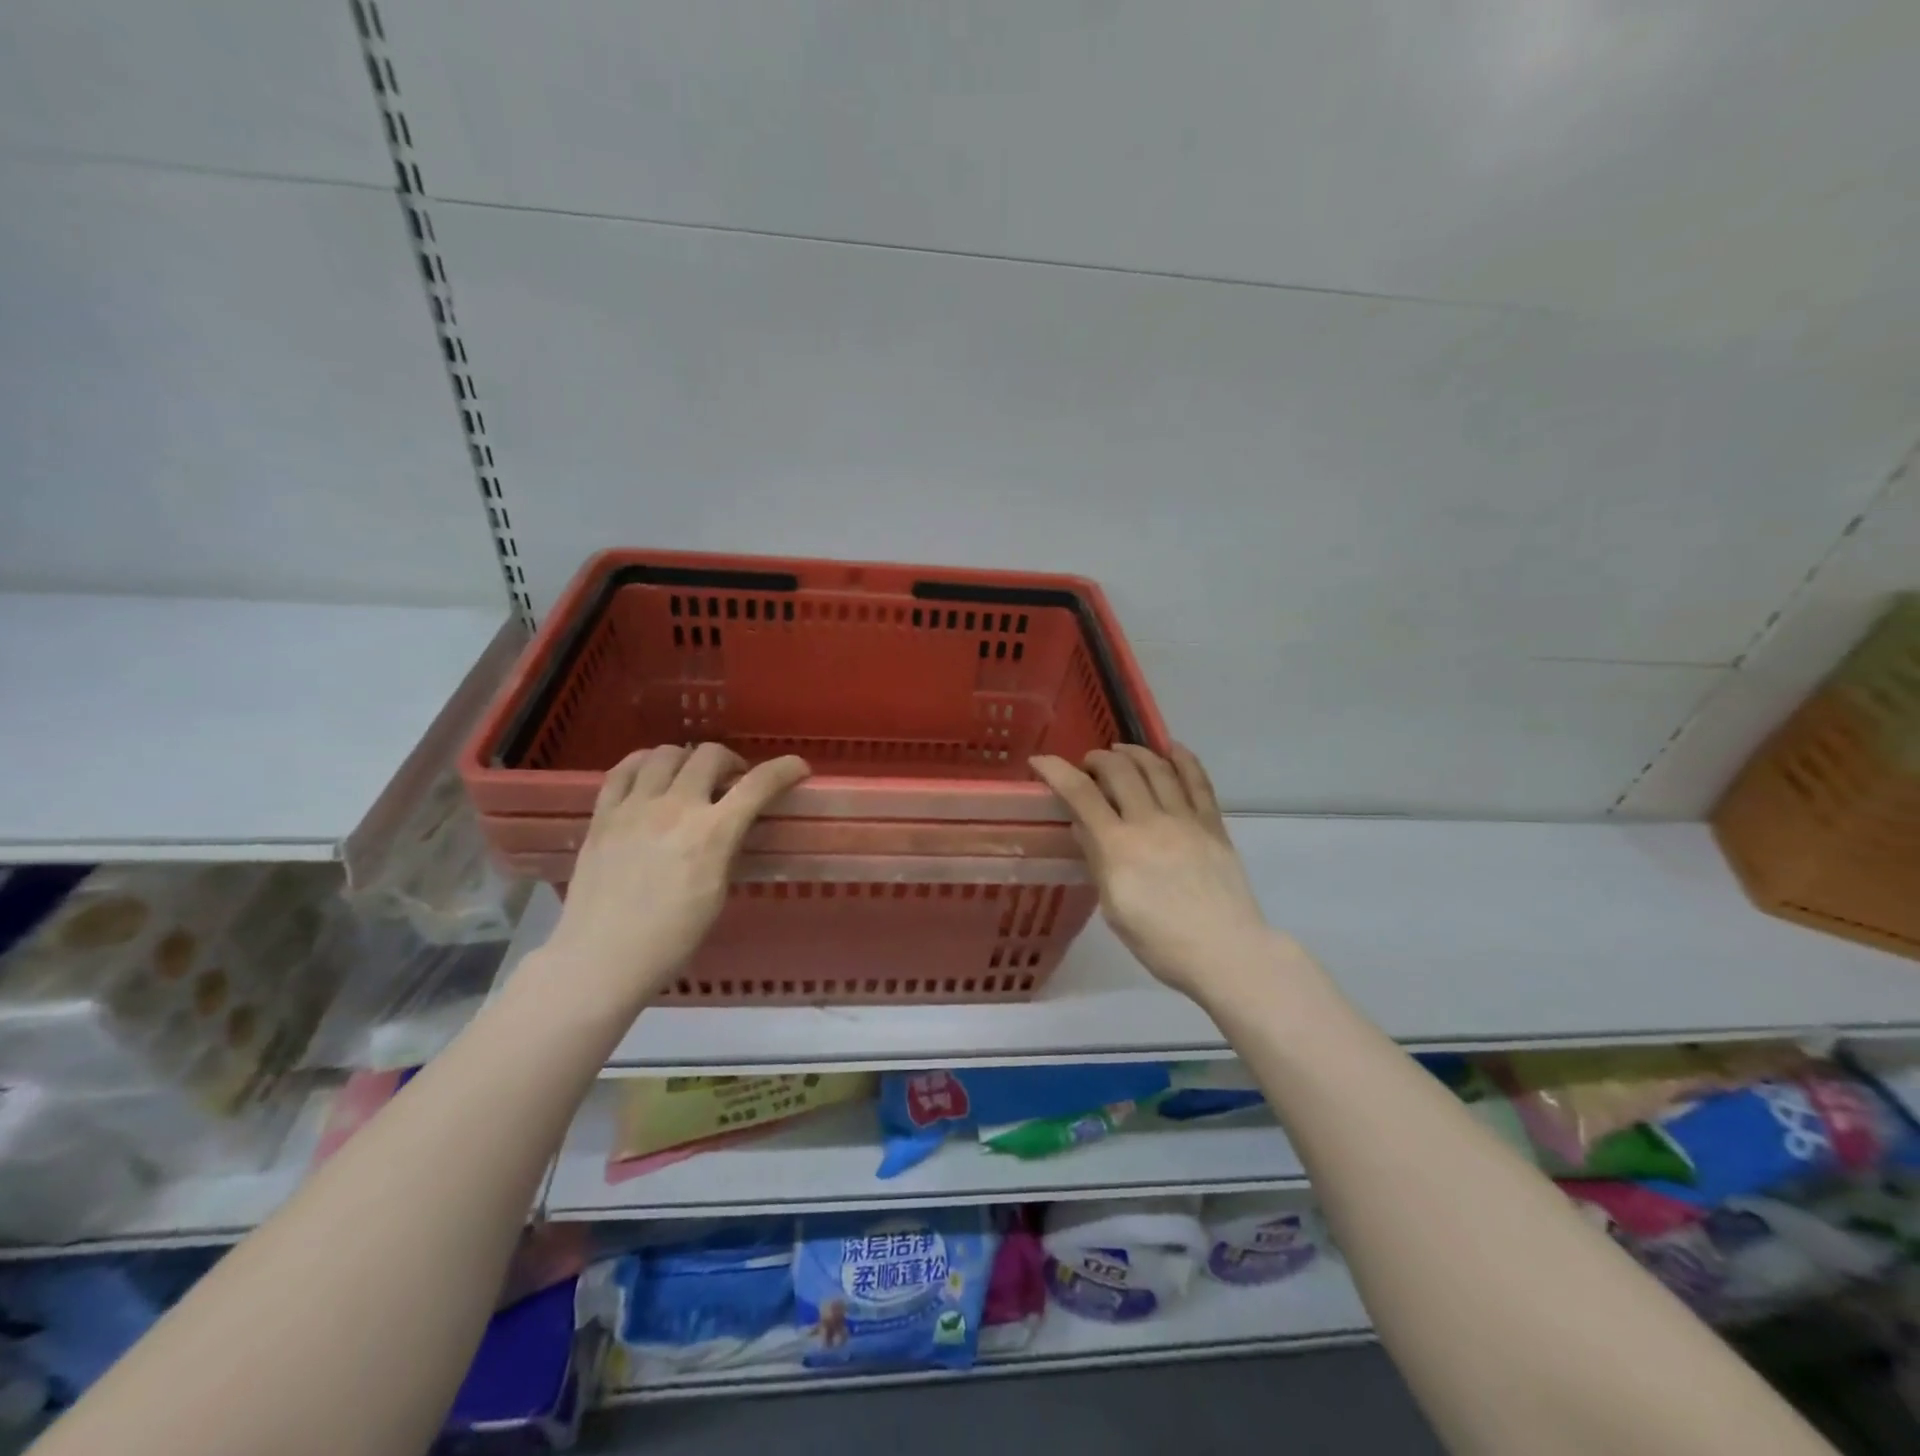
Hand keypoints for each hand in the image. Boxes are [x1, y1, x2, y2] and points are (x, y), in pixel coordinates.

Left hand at [541, 743, 808, 1011]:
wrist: (601, 959)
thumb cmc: (671, 939)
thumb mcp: (717, 894)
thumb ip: (726, 849)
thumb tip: (732, 825)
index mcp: (711, 834)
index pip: (758, 784)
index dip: (784, 768)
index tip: (797, 768)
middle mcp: (674, 808)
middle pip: (710, 754)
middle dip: (732, 762)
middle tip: (734, 782)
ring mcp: (634, 807)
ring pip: (666, 753)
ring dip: (688, 759)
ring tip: (691, 778)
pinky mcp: (602, 815)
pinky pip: (623, 769)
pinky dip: (644, 763)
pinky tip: (651, 775)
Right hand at [1030, 745, 1277, 1001]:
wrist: (1225, 952)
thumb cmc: (1160, 942)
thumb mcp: (1113, 908)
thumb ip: (1097, 861)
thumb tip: (1081, 826)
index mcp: (1118, 847)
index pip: (1081, 795)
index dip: (1057, 771)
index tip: (1041, 761)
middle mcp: (1150, 822)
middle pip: (1119, 771)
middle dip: (1097, 759)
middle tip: (1089, 765)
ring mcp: (1185, 820)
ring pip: (1157, 768)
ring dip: (1134, 753)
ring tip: (1121, 752)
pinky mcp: (1213, 825)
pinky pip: (1198, 781)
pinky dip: (1182, 759)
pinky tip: (1171, 749)